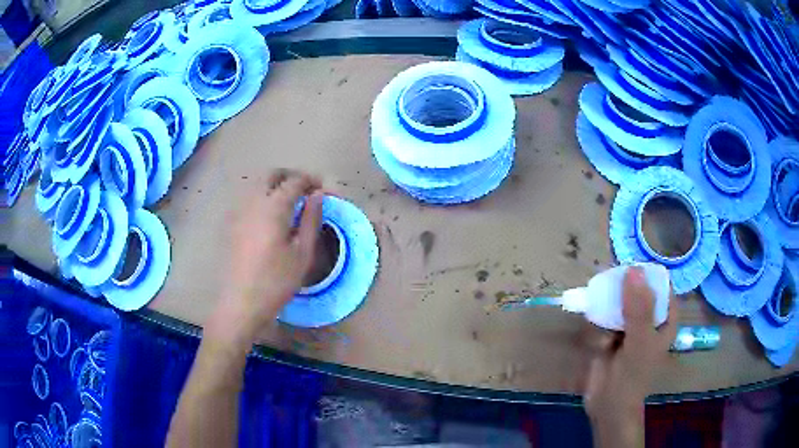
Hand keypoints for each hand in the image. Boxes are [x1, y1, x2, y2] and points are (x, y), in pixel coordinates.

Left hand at [207, 169, 323, 348]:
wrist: (240, 302)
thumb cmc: (276, 281)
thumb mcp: (302, 253)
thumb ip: (311, 220)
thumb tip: (317, 195)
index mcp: (273, 207)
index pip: (294, 181)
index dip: (311, 180)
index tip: (323, 188)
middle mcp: (252, 201)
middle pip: (271, 174)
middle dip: (290, 175)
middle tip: (305, 188)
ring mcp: (237, 211)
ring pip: (256, 184)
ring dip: (274, 184)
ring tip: (289, 201)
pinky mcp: (230, 223)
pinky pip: (247, 198)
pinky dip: (262, 196)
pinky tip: (269, 215)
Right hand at [584, 266, 676, 446]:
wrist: (608, 406)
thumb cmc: (633, 376)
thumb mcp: (640, 341)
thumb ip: (639, 308)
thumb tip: (633, 270)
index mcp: (665, 319)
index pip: (661, 287)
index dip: (648, 274)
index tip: (630, 267)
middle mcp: (649, 320)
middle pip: (638, 292)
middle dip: (624, 288)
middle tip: (609, 282)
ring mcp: (630, 329)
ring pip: (620, 303)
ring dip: (609, 306)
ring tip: (603, 313)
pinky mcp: (611, 338)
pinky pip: (606, 319)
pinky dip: (600, 323)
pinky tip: (598, 337)